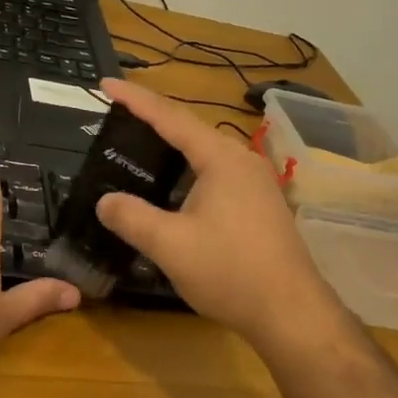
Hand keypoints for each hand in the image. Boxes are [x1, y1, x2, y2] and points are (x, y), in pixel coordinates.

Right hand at [94, 79, 347, 350]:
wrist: (292, 313)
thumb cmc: (230, 272)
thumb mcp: (170, 245)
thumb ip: (132, 218)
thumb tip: (105, 201)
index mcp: (221, 159)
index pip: (170, 117)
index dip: (136, 99)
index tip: (107, 83)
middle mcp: (242, 161)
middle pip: (190, 130)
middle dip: (153, 121)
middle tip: (119, 116)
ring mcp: (256, 184)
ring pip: (205, 155)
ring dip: (172, 149)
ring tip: (140, 147)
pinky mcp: (261, 206)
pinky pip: (216, 175)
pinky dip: (188, 172)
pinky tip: (174, 190)